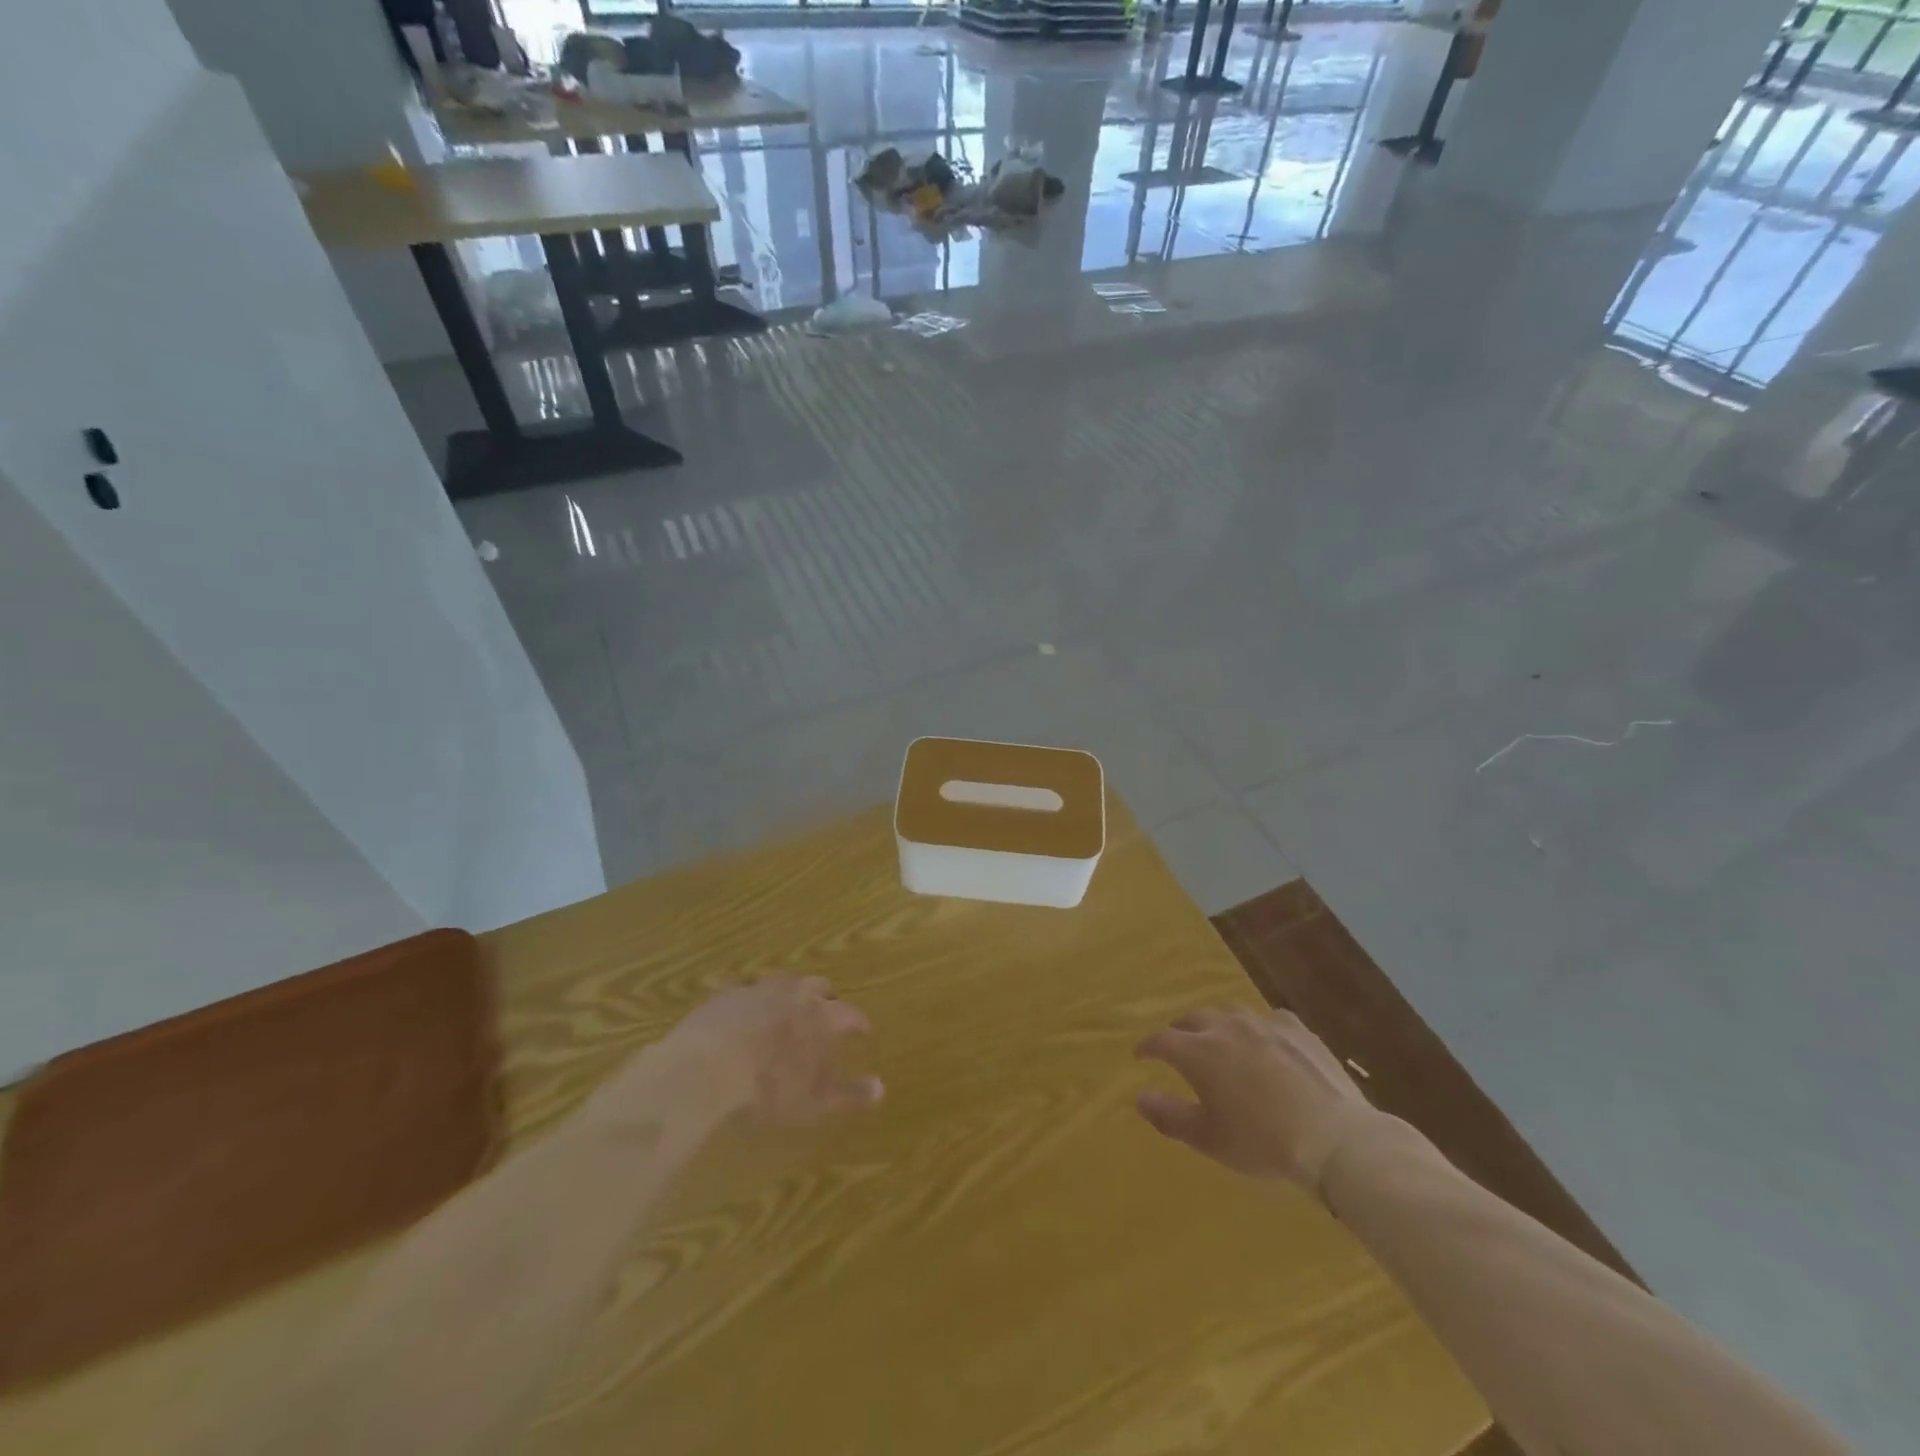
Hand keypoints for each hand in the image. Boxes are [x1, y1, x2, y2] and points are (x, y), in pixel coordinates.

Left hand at [647, 975, 883, 1123]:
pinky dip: (752, 996)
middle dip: (826, 996)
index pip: (849, 1013)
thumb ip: (848, 1093)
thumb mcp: (813, 1101)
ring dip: (790, 990)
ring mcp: (758, 989)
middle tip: (827, 1008)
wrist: (706, 1068)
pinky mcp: (726, 994)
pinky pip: (745, 987)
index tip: (864, 1030)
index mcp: (820, 1017)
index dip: (858, 1021)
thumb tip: (881, 1087)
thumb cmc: (767, 1088)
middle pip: (817, 985)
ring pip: (783, 980)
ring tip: (789, 1002)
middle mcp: (794, 994)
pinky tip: (746, 1007)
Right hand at [1134, 1006, 1377, 1190]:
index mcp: (1198, 1052)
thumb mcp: (1208, 1138)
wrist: (1334, 1137)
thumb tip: (1139, 1098)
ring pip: (1229, 1013)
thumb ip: (1169, 1116)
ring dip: (1217, 1024)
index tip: (1140, 1055)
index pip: (1161, 1040)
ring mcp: (1263, 1023)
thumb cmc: (1262, 1142)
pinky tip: (1266, 1042)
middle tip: (1178, 1046)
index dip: (1148, 1046)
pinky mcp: (1296, 1029)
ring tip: (1220, 1039)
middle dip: (1180, 1030)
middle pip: (1193, 1018)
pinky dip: (1258, 1028)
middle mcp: (1225, 1027)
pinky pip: (1268, 1019)